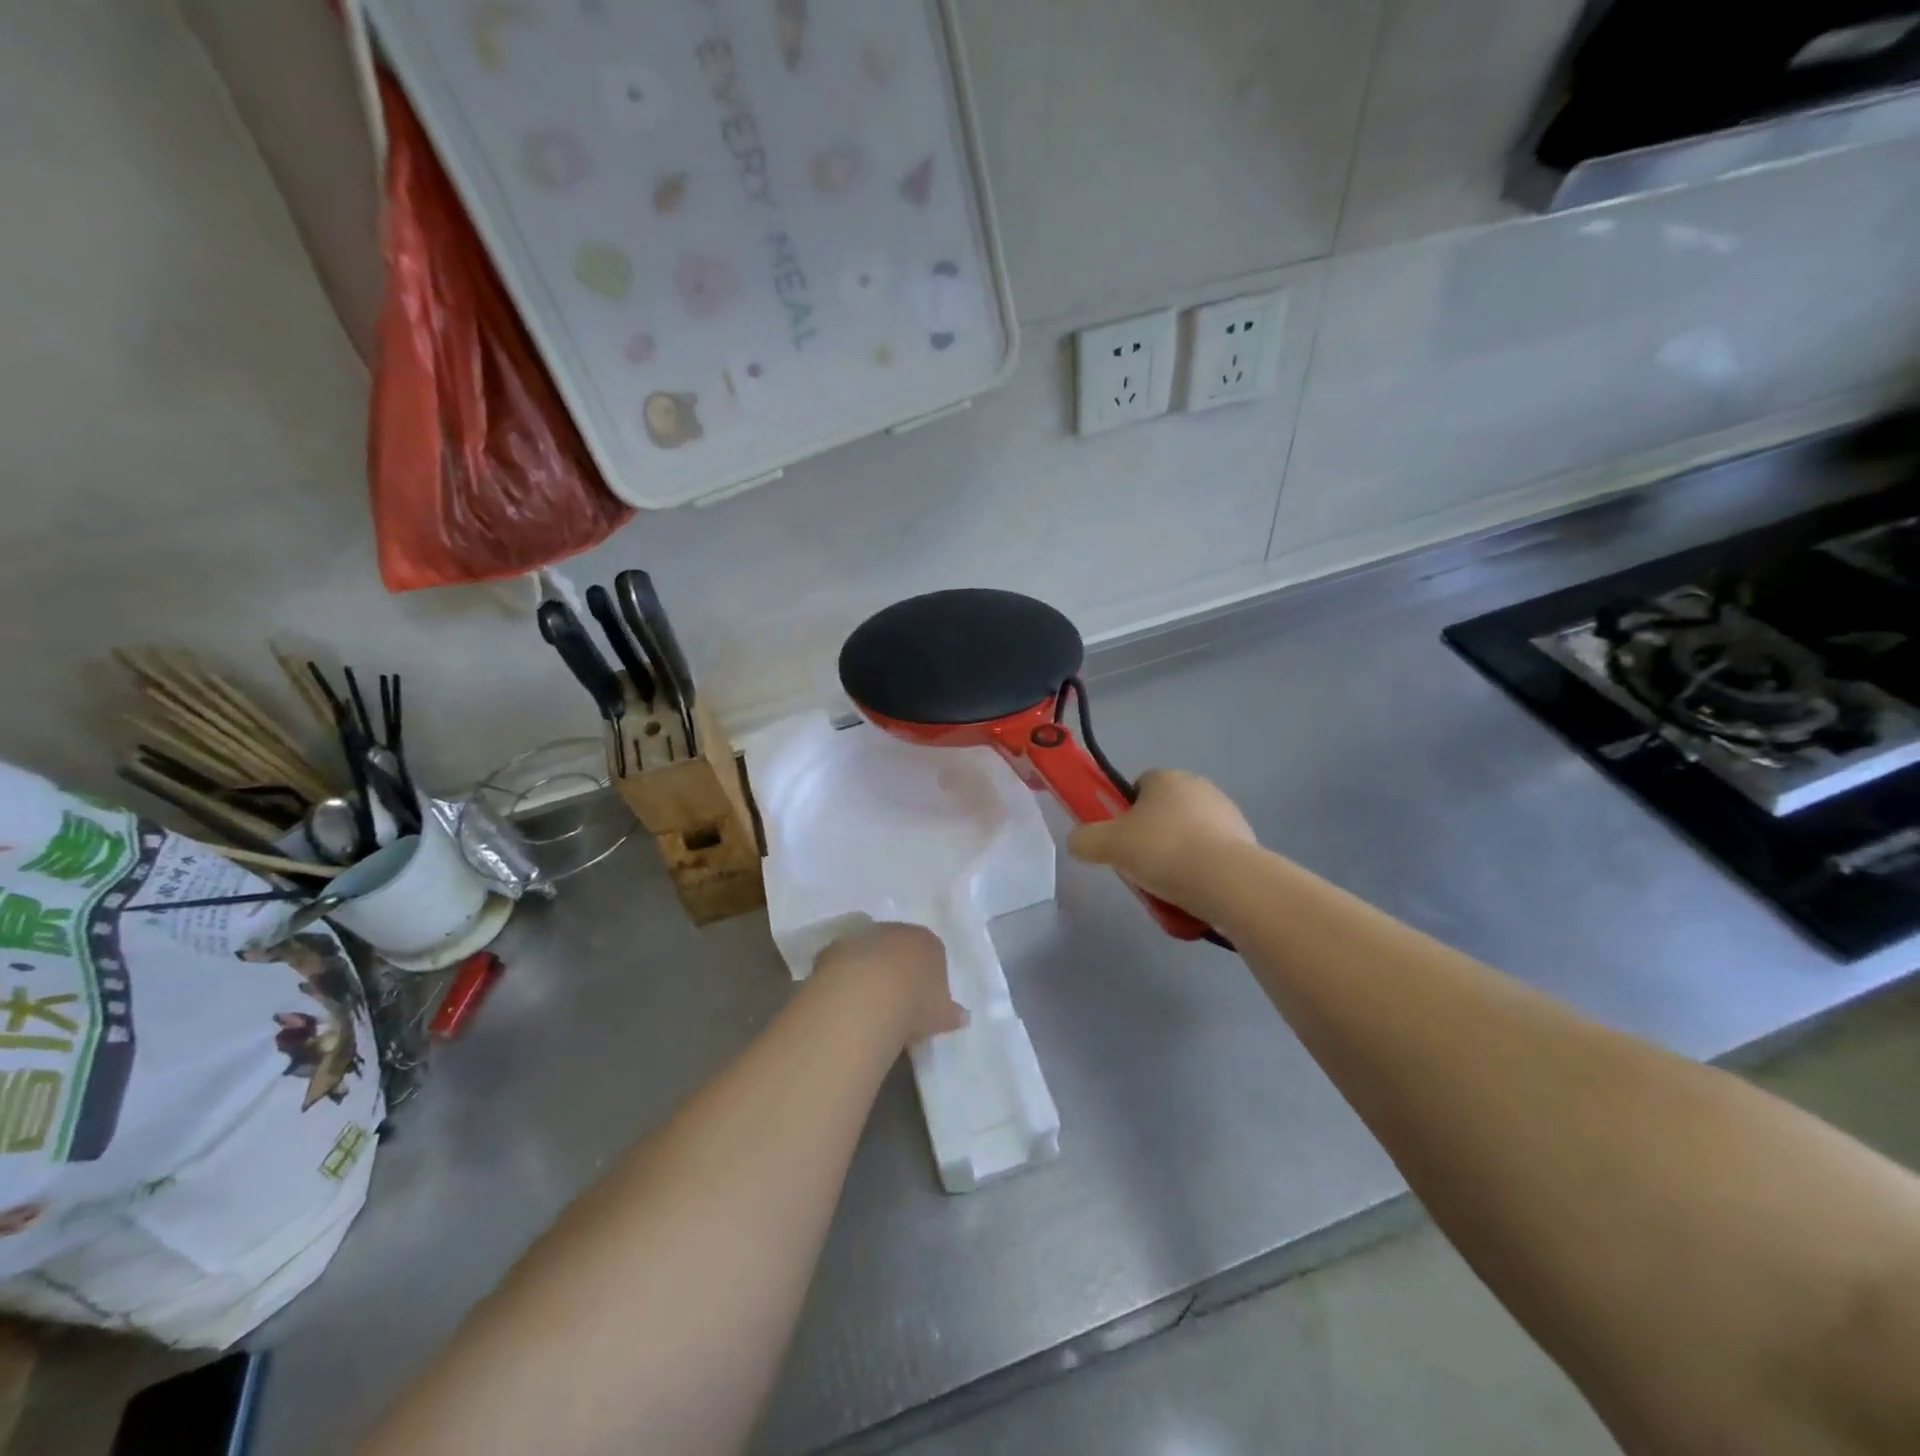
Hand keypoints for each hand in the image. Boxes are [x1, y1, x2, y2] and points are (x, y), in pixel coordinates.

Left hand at [811, 923, 966, 1045]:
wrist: (865, 998)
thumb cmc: (914, 1005)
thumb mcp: (941, 1016)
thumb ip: (952, 1014)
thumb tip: (963, 1017)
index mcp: (928, 942)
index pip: (933, 953)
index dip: (928, 977)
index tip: (924, 1001)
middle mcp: (897, 931)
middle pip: (900, 948)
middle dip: (898, 969)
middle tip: (896, 1000)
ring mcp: (864, 936)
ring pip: (871, 952)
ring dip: (870, 970)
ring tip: (868, 1002)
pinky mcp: (835, 948)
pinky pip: (844, 962)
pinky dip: (845, 976)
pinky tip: (845, 999)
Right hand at [1067, 770, 1256, 913]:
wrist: (1227, 881)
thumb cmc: (1162, 850)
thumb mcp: (1107, 845)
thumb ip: (1084, 840)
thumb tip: (1077, 842)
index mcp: (1166, 777)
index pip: (1137, 786)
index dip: (1124, 812)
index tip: (1119, 840)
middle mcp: (1199, 787)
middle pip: (1163, 812)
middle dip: (1151, 837)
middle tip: (1139, 866)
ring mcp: (1227, 814)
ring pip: (1188, 835)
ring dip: (1176, 856)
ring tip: (1166, 888)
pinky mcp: (1246, 842)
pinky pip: (1211, 856)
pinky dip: (1200, 872)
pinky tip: (1192, 895)